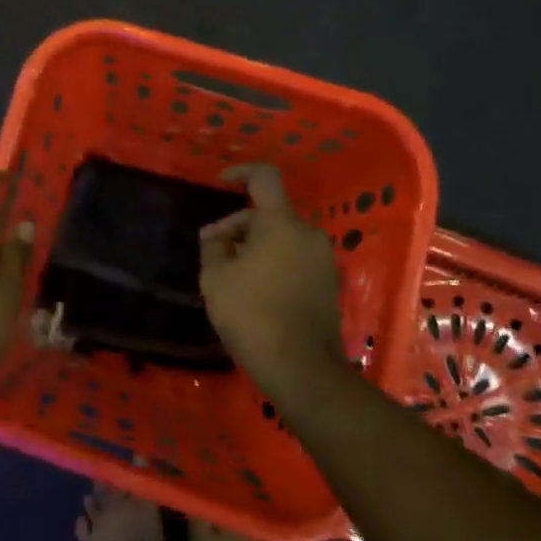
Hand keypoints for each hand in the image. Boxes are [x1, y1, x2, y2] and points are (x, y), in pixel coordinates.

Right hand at [199, 164, 347, 406]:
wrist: (301, 368)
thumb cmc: (251, 314)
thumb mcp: (215, 277)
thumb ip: (214, 245)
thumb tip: (218, 236)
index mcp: (281, 223)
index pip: (264, 178)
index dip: (241, 172)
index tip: (221, 182)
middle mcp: (308, 233)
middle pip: (269, 214)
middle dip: (238, 226)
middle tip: (212, 251)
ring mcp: (322, 260)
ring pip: (281, 238)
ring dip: (254, 246)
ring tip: (229, 274)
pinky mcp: (329, 284)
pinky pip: (294, 258)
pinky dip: (273, 263)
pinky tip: (254, 290)